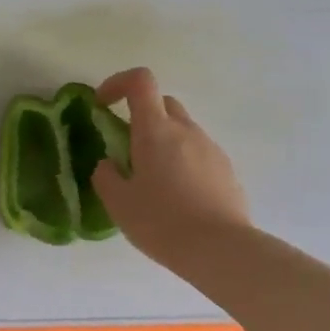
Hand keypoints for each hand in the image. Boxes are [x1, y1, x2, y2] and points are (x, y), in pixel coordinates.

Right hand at [92, 67, 250, 272]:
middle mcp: (186, 130)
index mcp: (155, 130)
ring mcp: (211, 148)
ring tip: (153, 180)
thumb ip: (106, 176)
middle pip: (163, 103)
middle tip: (127, 147)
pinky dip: (183, 161)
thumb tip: (108, 164)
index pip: (140, 81)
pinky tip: (178, 196)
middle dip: (141, 114)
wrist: (220, 249)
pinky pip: (199, 153)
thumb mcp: (119, 203)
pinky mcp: (226, 169)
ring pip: (182, 129)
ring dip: (164, 141)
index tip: (103, 105)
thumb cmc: (162, 222)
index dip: (118, 83)